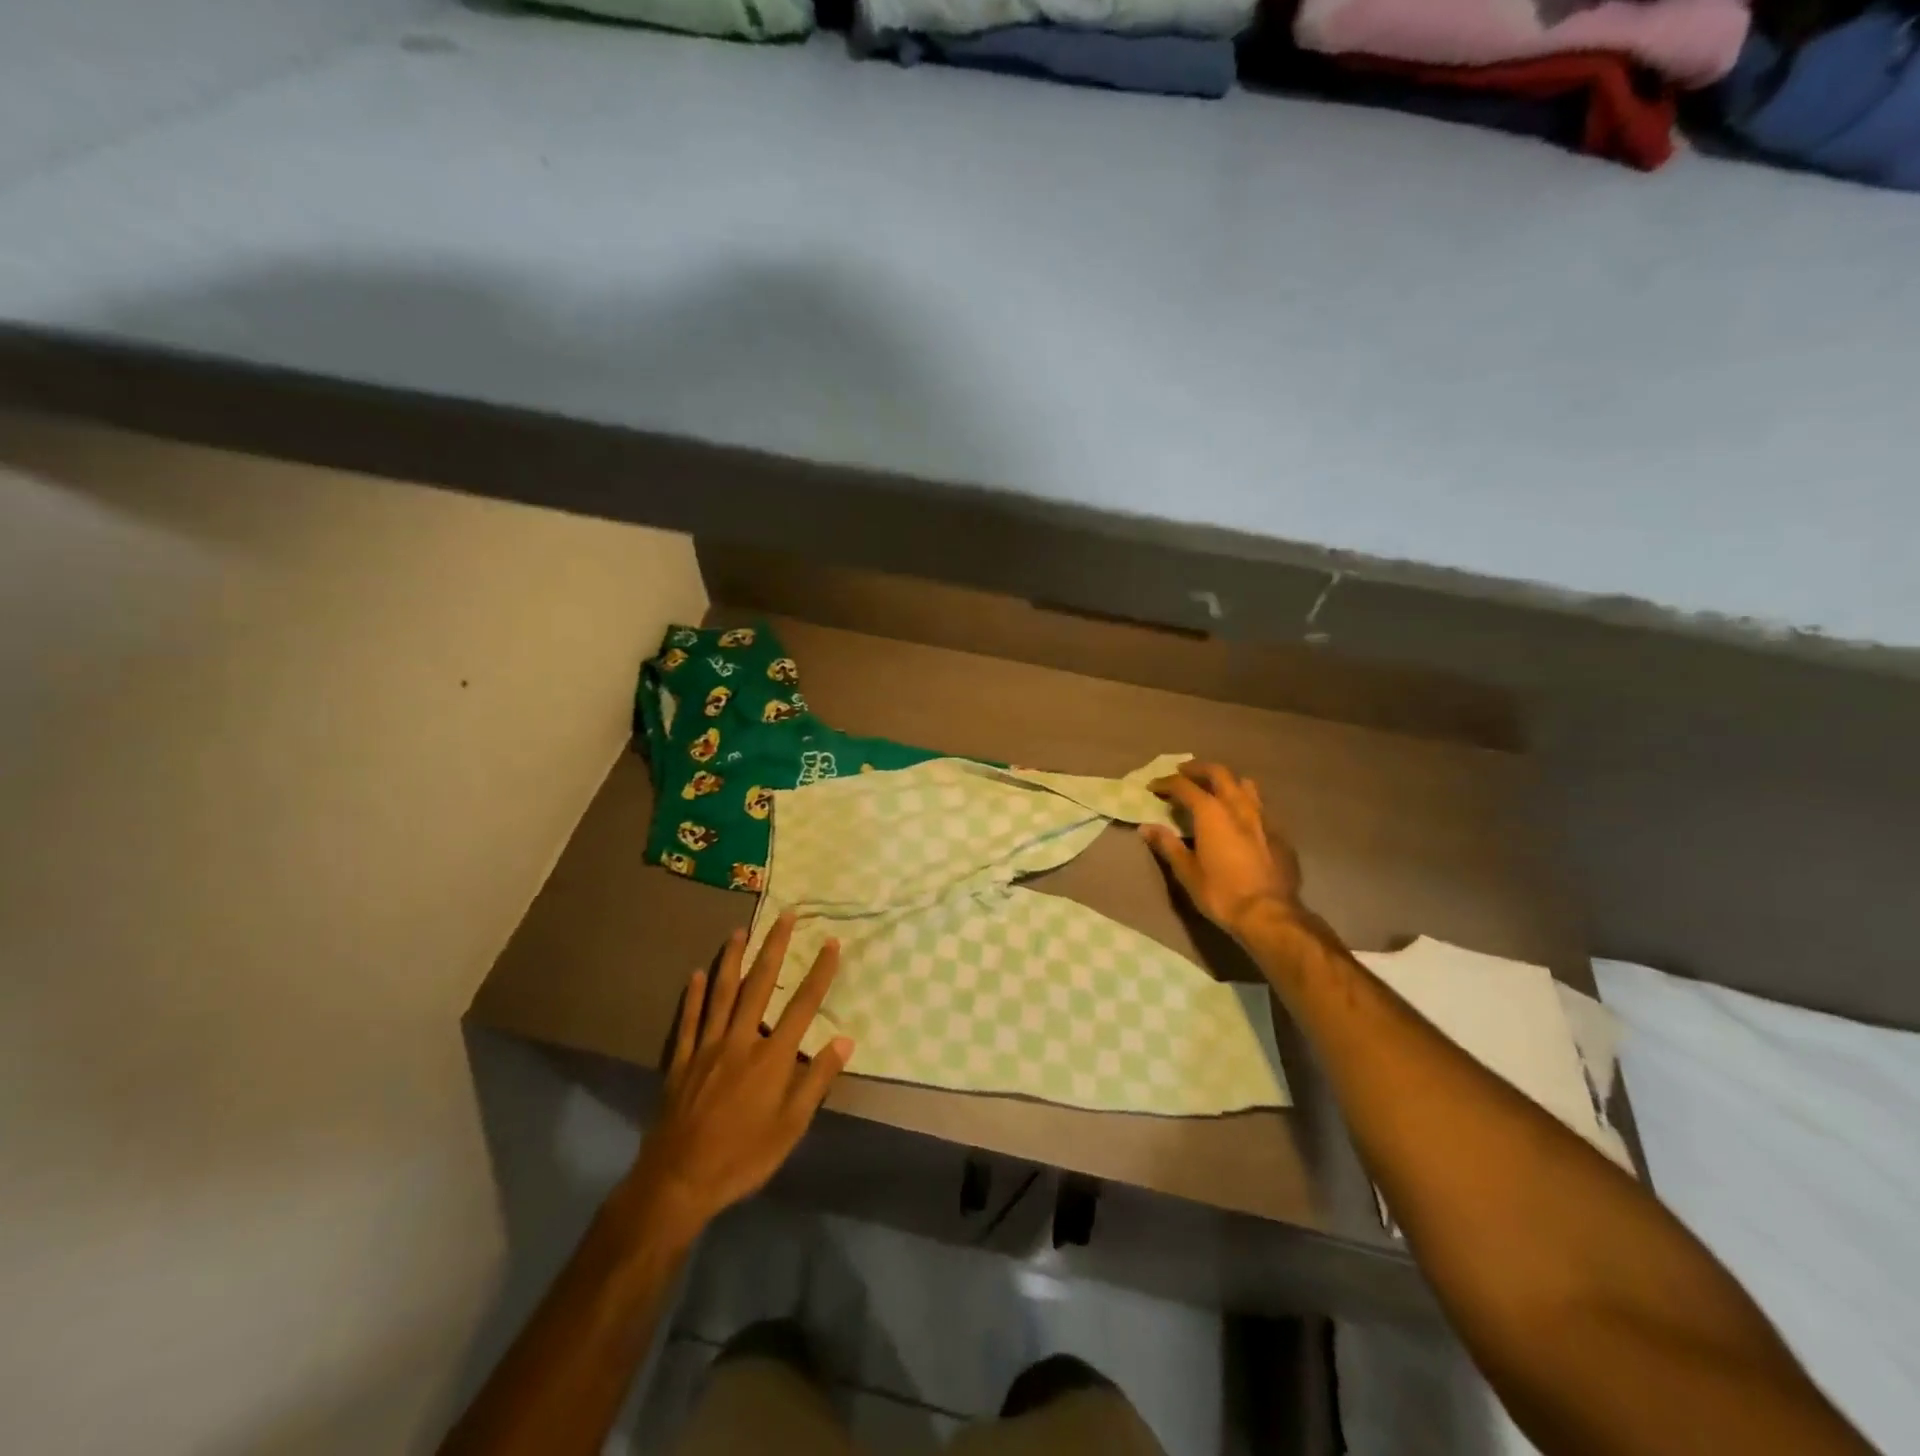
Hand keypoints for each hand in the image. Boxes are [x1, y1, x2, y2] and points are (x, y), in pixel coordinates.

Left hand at [620, 914, 853, 1240]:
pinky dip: (693, 996)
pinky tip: (696, 974)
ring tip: (740, 931)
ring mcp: (707, 1047)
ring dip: (732, 959)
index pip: (803, 1005)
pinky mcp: (681, 1061)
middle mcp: (741, 1040)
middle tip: (784, 915)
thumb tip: (845, 1040)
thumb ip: (817, 1080)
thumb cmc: (743, 1156)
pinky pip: (688, 1020)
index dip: (819, 972)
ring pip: (722, 993)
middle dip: (774, 947)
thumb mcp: (791, 1127)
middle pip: (760, 984)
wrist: (678, 1182)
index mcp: (772, 1057)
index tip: (831, 943)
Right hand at [1142, 761, 1302, 940]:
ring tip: (1216, 788)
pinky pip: (1260, 806)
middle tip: (1183, 772)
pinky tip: (1241, 818)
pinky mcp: (1280, 833)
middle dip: (1198, 769)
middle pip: (1219, 773)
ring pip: (1245, 784)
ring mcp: (1263, 817)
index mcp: (1212, 813)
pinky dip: (1245, 803)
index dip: (1166, 783)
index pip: (1185, 786)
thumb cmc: (1221, 893)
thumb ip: (1167, 845)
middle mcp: (1238, 806)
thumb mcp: (1187, 872)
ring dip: (1227, 780)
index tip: (1154, 786)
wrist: (1270, 914)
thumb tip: (1146, 828)